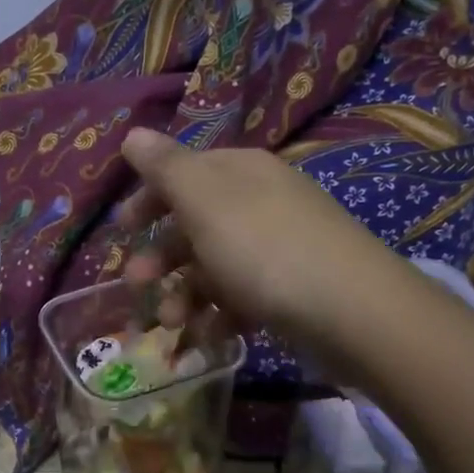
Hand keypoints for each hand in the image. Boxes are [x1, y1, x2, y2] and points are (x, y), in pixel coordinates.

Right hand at [117, 128, 408, 375]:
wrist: (351, 310)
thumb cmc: (264, 248)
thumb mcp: (204, 200)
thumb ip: (165, 167)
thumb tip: (133, 133)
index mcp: (239, 172)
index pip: (185, 174)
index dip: (149, 199)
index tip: (122, 229)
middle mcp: (260, 203)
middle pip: (196, 225)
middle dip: (161, 257)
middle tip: (136, 284)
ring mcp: (279, 248)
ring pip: (215, 267)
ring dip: (184, 295)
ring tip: (172, 324)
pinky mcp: (292, 291)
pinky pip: (243, 298)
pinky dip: (219, 317)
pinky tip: (207, 339)